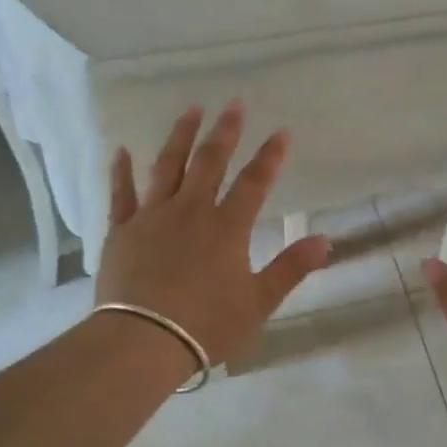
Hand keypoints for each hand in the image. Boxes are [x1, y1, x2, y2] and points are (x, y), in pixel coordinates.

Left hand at [95, 103, 331, 370]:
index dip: (270, 156)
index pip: (255, 182)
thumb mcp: (259, 302)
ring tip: (190, 111)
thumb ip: (291, 268)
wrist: (143, 341)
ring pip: (167, 167)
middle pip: (210, 162)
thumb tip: (326, 239)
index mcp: (227, 227)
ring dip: (180, 137)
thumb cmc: (207, 325)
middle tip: (233, 105)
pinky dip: (121, 171)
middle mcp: (190, 211)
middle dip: (225, 133)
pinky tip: (121, 151)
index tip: (281, 132)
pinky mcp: (121, 231)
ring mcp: (152, 217)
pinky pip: (121, 194)